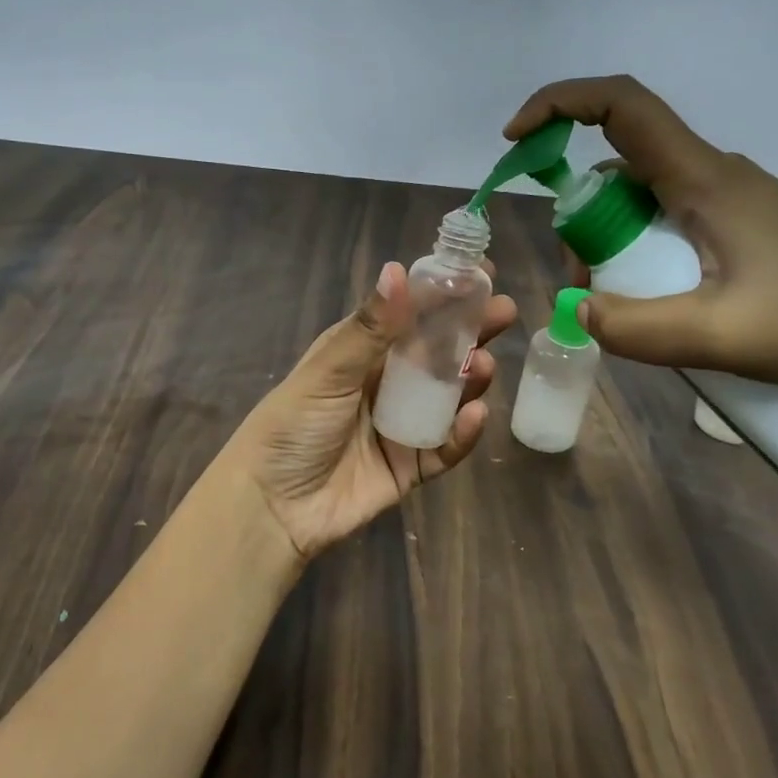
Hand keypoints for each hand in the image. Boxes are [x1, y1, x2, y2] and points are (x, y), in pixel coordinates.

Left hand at [222, 260, 516, 561]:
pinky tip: (476, 415)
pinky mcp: (410, 466)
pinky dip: (462, 433)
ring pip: (447, 397)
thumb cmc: (292, 427)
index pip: (408, 314)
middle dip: (470, 331)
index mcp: (359, 352)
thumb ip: (368, 328)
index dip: (442, 294)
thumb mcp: (327, 372)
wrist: (273, 508)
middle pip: (436, 352)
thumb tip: (397, 269)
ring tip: (485, 365)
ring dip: (469, 379)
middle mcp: (383, 383)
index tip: (479, 273)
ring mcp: (400, 425)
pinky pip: (444, 446)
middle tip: (504, 313)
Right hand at [505, 75, 777, 405]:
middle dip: (580, 219)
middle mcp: (709, 174)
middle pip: (616, 165)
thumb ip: (637, 328)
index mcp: (701, 179)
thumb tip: (580, 311)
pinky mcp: (738, 222)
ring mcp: (726, 197)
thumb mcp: (720, 335)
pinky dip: (640, 252)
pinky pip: (665, 220)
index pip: (620, 105)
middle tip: (587, 286)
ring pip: (638, 199)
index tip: (515, 140)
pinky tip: (661, 303)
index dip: (558, 105)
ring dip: (610, 243)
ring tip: (627, 307)